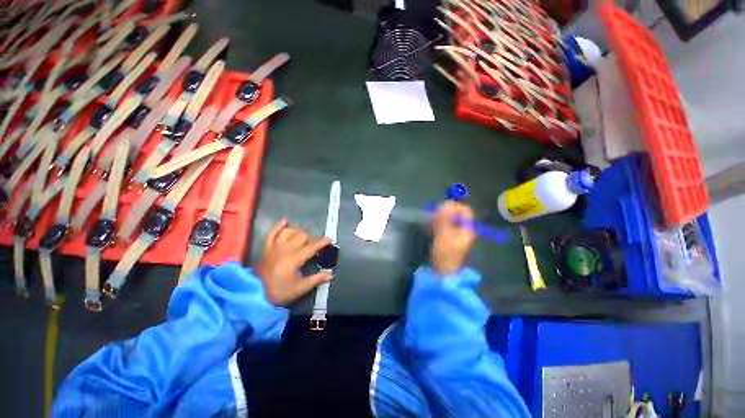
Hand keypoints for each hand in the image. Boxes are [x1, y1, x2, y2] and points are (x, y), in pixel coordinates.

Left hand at [254, 220, 331, 305]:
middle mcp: (286, 249)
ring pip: (289, 232)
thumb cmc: (279, 292)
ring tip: (302, 238)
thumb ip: (316, 280)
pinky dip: (279, 226)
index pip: (312, 246)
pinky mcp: (267, 248)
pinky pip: (272, 233)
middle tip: (314, 246)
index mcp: (295, 258)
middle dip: (311, 239)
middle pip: (302, 236)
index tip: (330, 240)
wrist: (254, 295)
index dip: (322, 242)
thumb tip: (330, 275)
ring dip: (298, 232)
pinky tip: (285, 221)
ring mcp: (275, 247)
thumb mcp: (299, 288)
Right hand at [430, 201, 475, 275]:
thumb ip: (444, 219)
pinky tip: (431, 224)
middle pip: (456, 213)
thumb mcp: (445, 234)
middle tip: (435, 215)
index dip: (454, 207)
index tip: (441, 208)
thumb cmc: (446, 252)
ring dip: (440, 216)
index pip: (465, 210)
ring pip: (449, 218)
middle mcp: (463, 228)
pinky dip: (438, 222)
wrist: (443, 269)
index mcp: (467, 228)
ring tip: (432, 220)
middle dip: (445, 211)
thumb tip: (444, 204)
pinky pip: (444, 224)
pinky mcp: (448, 235)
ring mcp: (456, 232)